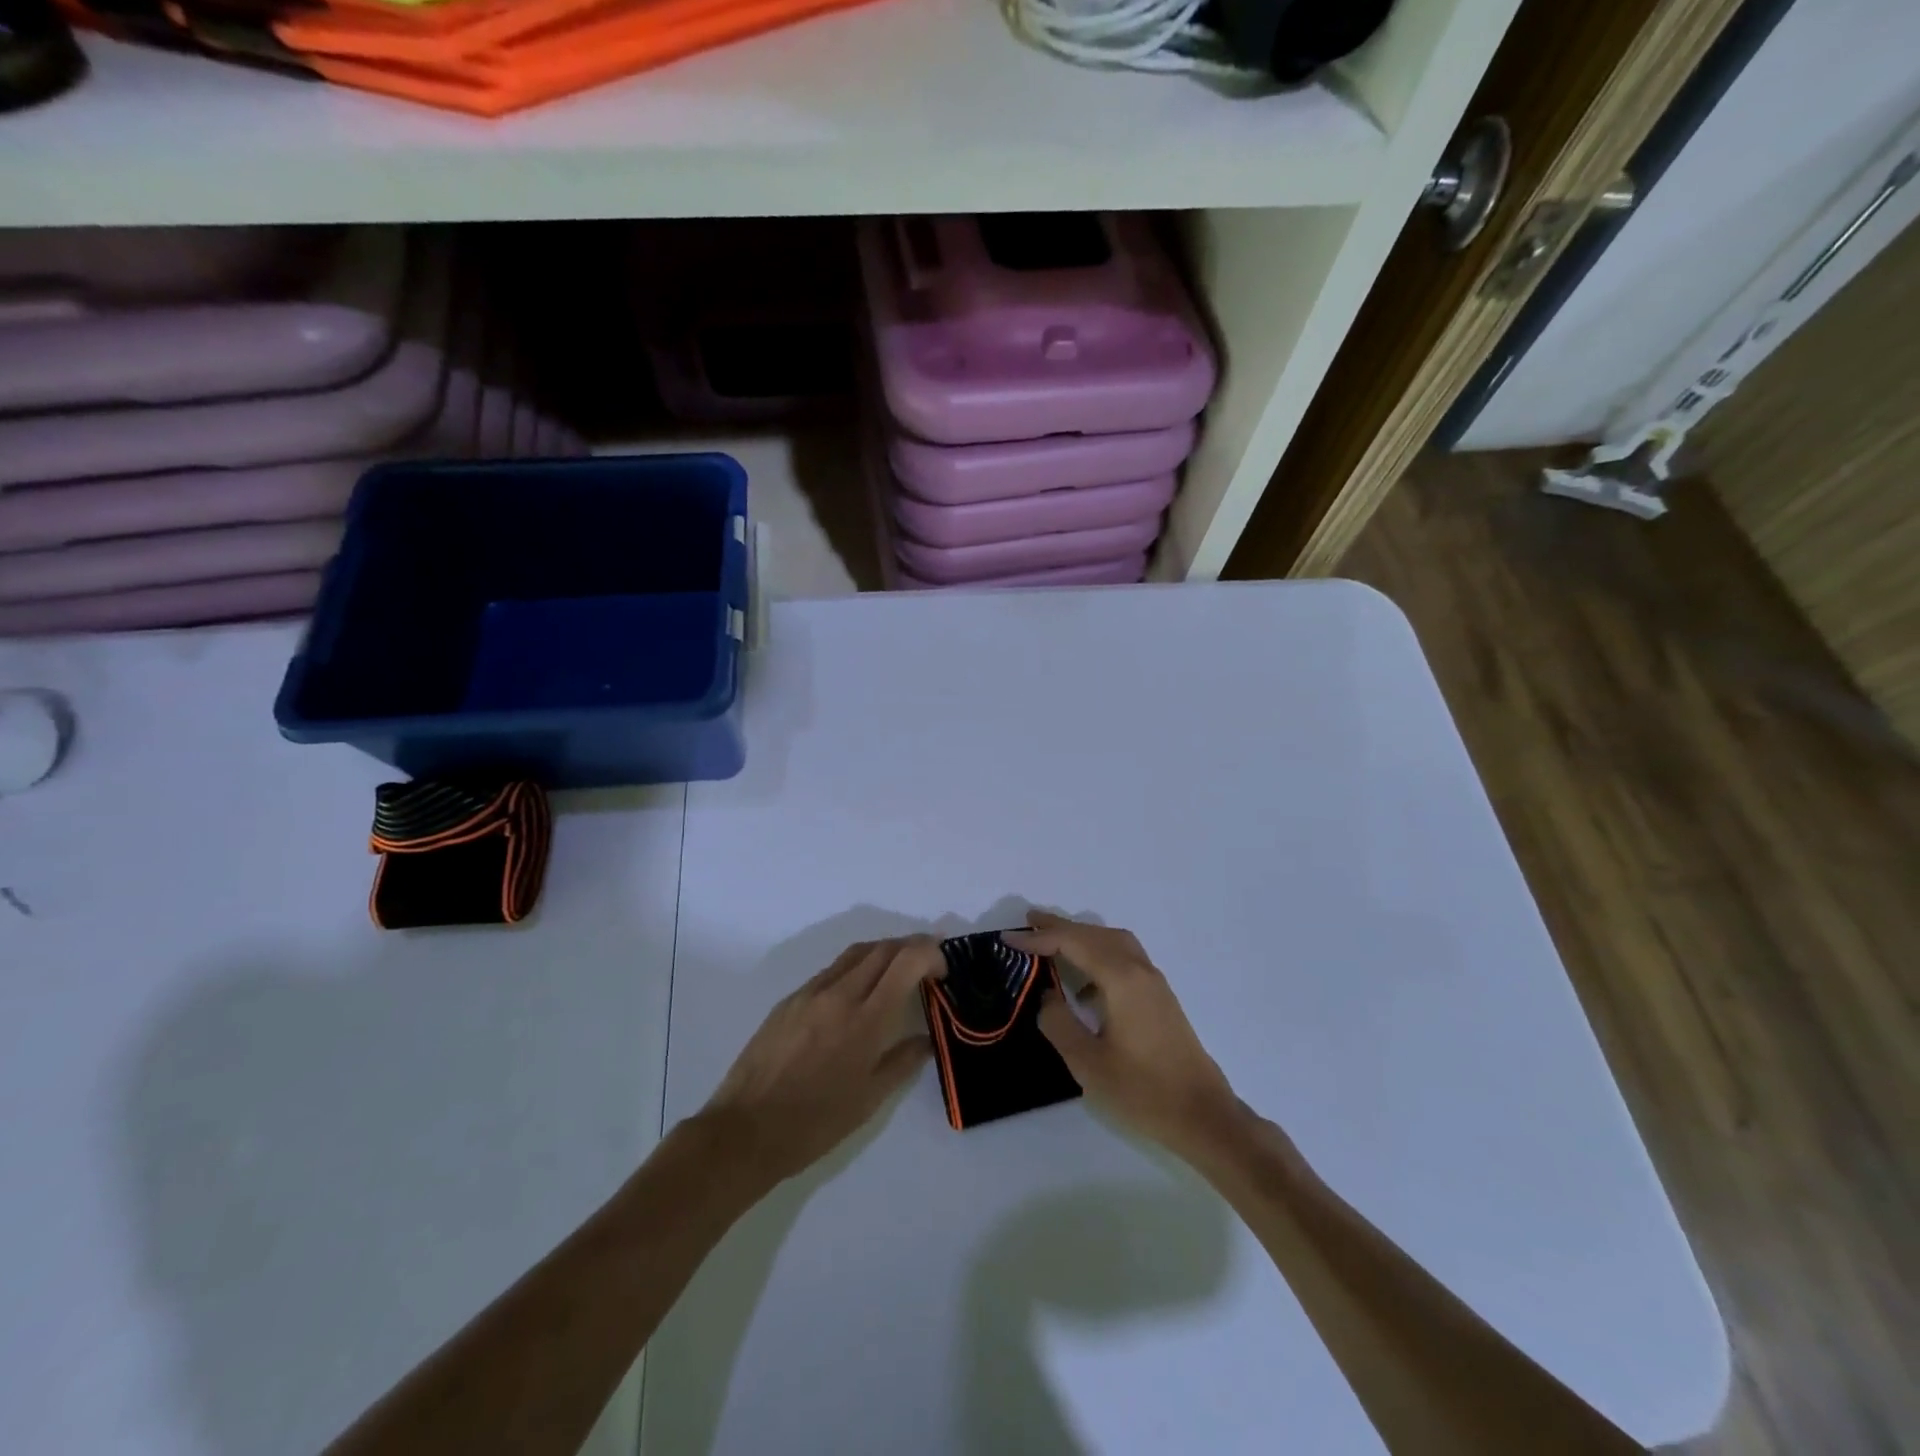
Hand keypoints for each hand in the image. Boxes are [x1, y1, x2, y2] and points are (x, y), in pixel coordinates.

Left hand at [697, 938, 935, 1189]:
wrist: (745, 1131)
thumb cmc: (815, 1123)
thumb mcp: (870, 1100)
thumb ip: (903, 1061)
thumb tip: (925, 1040)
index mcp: (866, 1018)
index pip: (907, 960)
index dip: (931, 953)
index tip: (942, 971)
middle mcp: (840, 993)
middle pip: (883, 948)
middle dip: (911, 947)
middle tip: (927, 965)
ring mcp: (811, 992)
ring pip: (855, 953)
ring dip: (883, 953)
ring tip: (896, 972)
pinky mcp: (789, 1000)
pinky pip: (831, 971)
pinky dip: (854, 969)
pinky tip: (856, 995)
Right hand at [1004, 912, 1248, 1161]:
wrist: (1203, 1116)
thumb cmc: (1143, 1091)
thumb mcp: (1087, 1063)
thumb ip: (1059, 1023)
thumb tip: (1047, 997)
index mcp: (1121, 979)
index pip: (1073, 943)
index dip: (1039, 938)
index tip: (1008, 938)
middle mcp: (1140, 970)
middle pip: (1095, 934)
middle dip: (1061, 927)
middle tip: (1028, 923)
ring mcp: (1154, 983)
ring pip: (1114, 942)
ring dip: (1083, 937)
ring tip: (1052, 943)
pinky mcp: (1160, 998)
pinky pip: (1125, 958)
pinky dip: (1100, 954)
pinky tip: (1085, 982)